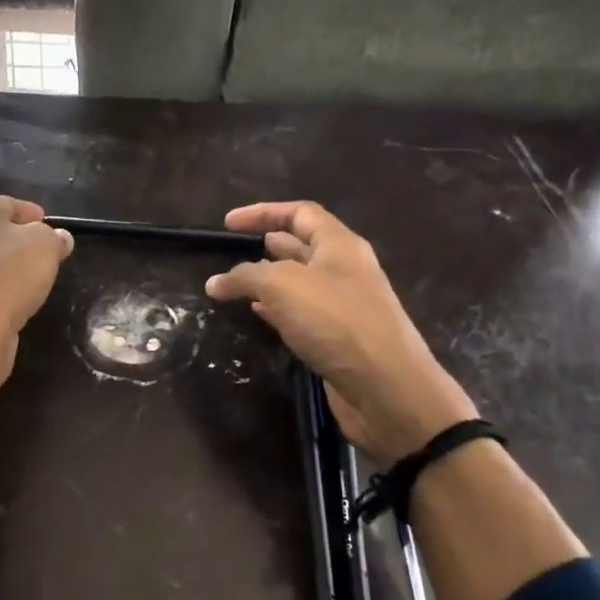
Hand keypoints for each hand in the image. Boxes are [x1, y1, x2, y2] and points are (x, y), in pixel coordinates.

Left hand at [0, 193, 73, 377]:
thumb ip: (55, 237)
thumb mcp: (46, 246)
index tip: (53, 236)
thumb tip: (60, 237)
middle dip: (16, 243)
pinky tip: (6, 303)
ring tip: (27, 284)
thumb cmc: (10, 275)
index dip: (35, 219)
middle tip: (42, 260)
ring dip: (2, 269)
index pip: (11, 205)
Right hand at [204, 201, 476, 462]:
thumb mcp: (283, 286)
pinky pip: (302, 312)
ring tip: (237, 283)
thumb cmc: (336, 322)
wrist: (386, 386)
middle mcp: (344, 269)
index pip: (300, 213)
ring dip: (268, 279)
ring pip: (299, 281)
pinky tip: (256, 314)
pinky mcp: (338, 337)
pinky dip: (276, 309)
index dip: (262, 212)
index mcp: (340, 245)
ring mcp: (344, 305)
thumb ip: (245, 277)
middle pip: (302, 245)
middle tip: (232, 250)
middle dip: (266, 244)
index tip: (226, 223)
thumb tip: (214, 283)